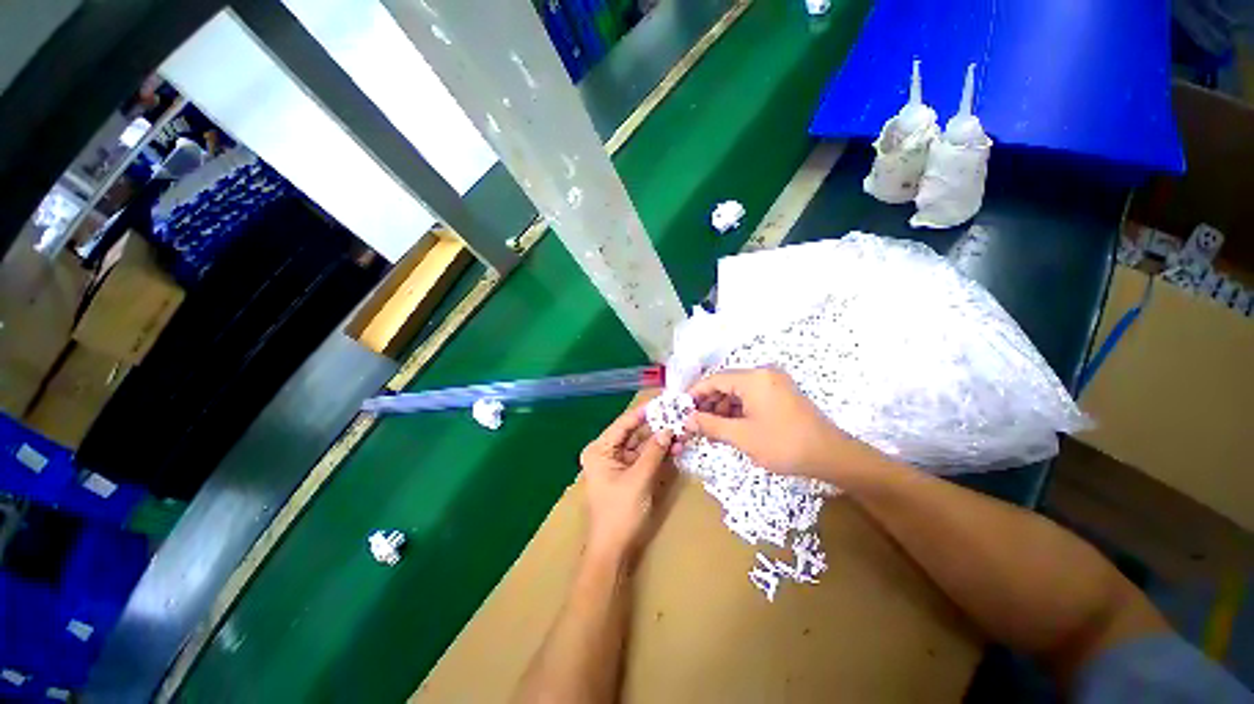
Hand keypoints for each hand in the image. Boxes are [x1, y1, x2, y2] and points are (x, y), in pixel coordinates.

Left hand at [579, 405, 673, 565]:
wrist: (613, 551)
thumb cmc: (620, 513)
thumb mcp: (639, 479)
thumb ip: (654, 452)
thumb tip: (668, 430)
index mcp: (600, 450)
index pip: (624, 423)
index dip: (644, 412)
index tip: (663, 402)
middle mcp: (606, 452)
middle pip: (633, 433)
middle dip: (656, 428)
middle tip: (677, 417)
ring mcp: (616, 463)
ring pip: (641, 446)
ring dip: (660, 441)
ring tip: (681, 433)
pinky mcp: (626, 474)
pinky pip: (643, 459)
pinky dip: (657, 455)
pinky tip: (675, 449)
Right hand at [685, 368, 866, 479]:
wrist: (831, 456)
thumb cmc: (783, 444)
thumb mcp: (742, 436)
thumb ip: (711, 426)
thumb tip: (688, 421)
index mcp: (753, 378)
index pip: (714, 379)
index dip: (695, 393)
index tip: (682, 408)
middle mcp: (763, 374)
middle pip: (726, 384)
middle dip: (708, 403)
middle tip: (695, 422)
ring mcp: (774, 383)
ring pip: (738, 391)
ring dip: (722, 408)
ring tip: (711, 428)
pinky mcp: (781, 394)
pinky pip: (751, 397)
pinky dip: (738, 410)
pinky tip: (730, 426)